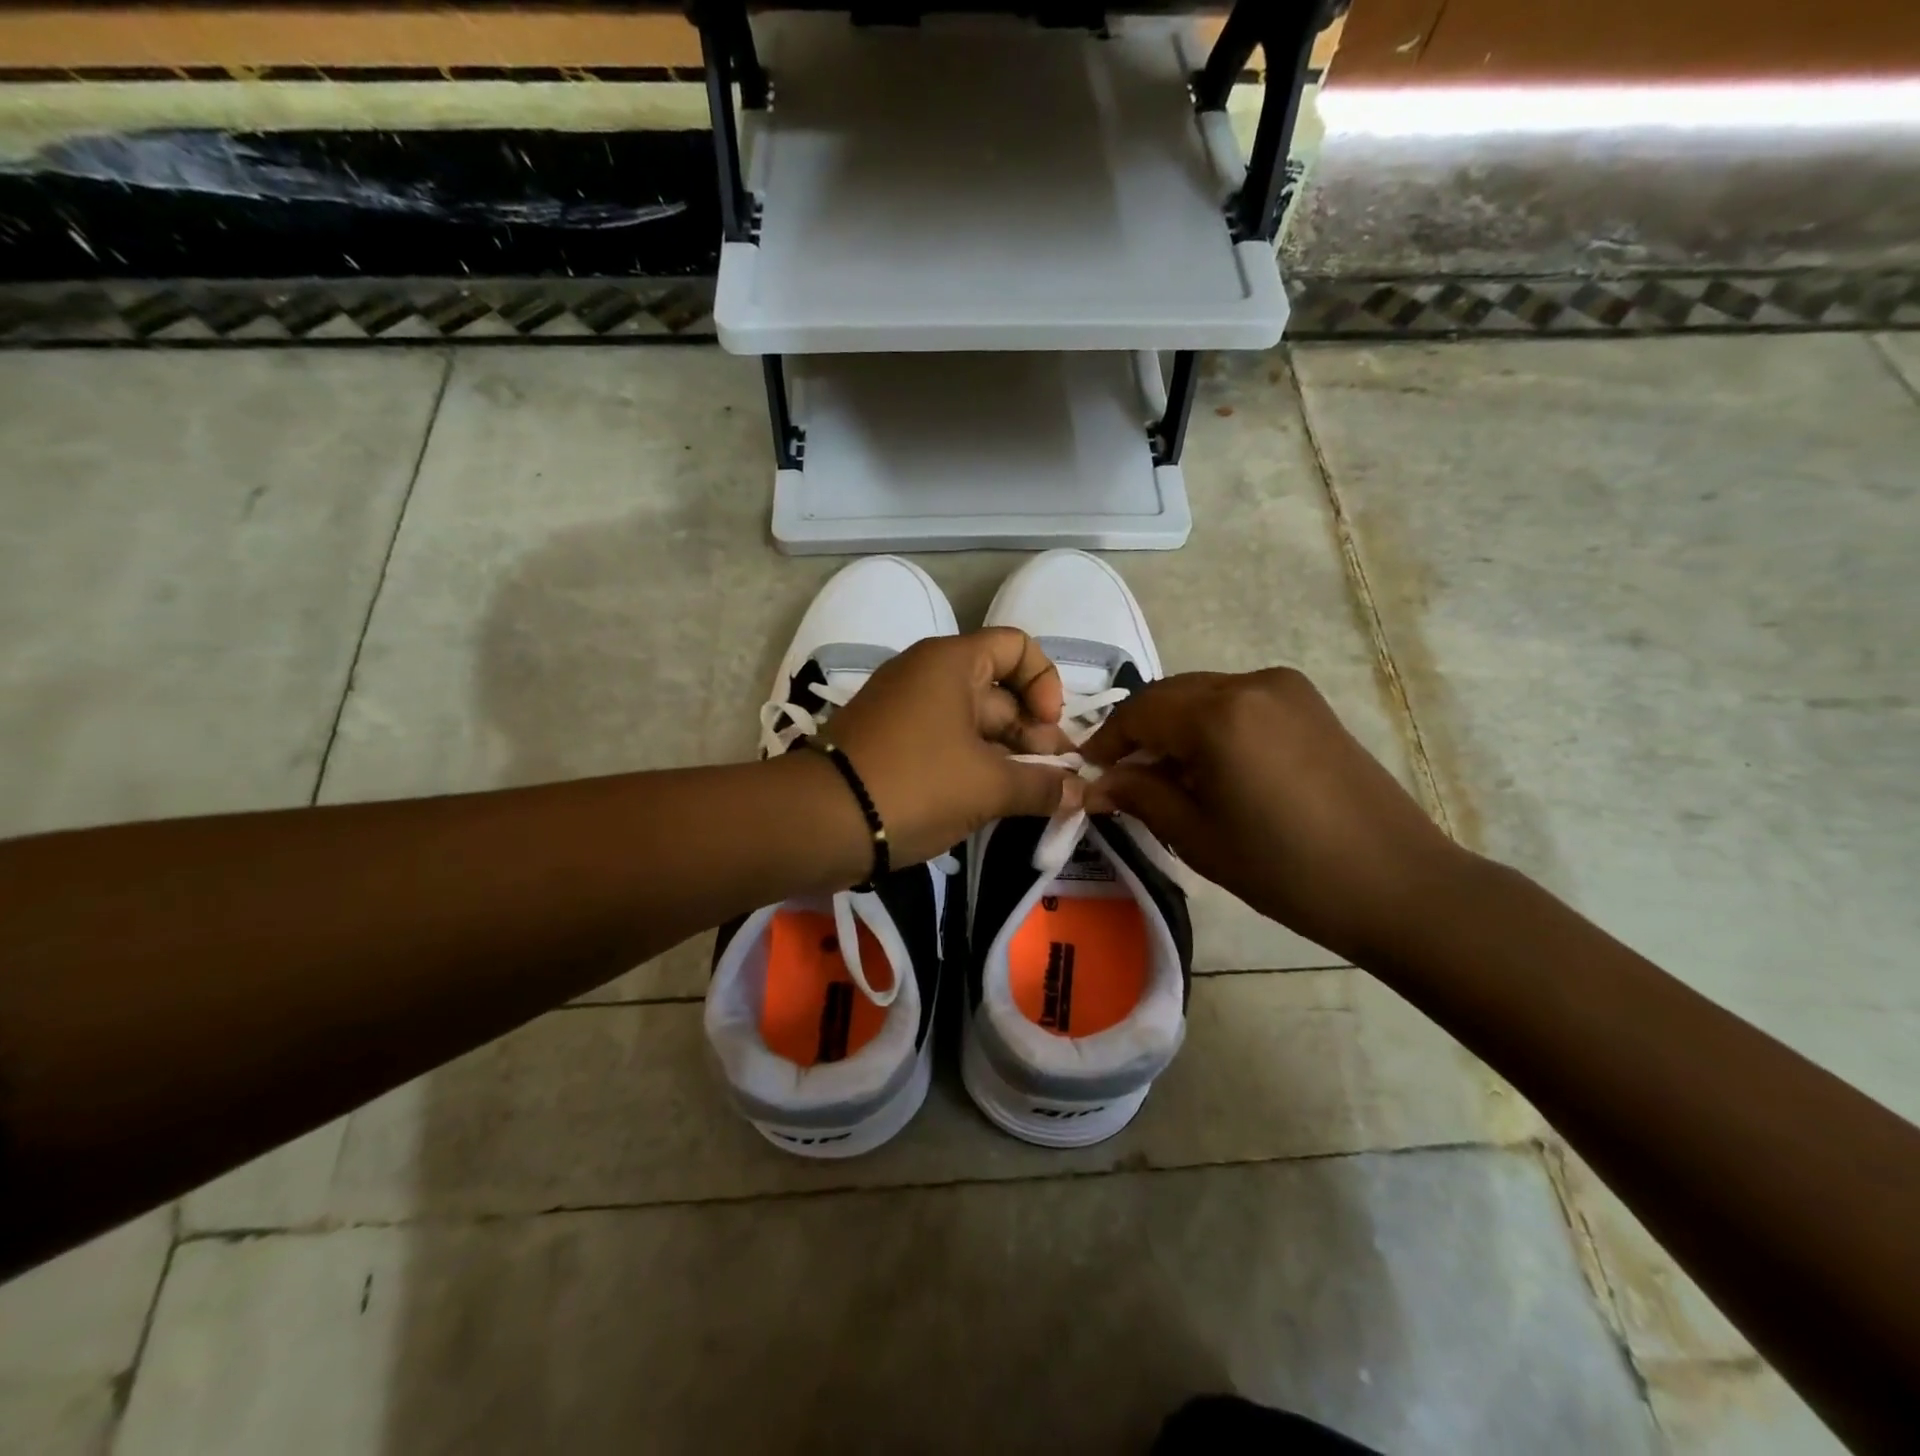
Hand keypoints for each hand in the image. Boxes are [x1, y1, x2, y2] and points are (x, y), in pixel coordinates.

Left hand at [824, 629, 1081, 866]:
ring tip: (1031, 798)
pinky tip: (992, 802)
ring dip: (1007, 757)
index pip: (1017, 646)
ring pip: (973, 724)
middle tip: (1055, 782)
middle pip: (999, 691)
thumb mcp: (988, 786)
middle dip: (1033, 735)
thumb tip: (1081, 792)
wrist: (820, 821)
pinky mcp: (889, 743)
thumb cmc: (915, 785)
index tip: (1049, 729)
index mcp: (951, 663)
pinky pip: (945, 744)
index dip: (1045, 683)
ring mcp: (904, 710)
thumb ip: (1042, 785)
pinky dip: (973, 767)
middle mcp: (926, 675)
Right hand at [1079, 668, 1466, 963]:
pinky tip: (1210, 768)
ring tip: (1164, 778)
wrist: (1397, 884)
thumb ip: (1139, 795)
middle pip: (1171, 695)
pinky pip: (1239, 703)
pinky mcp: (1310, 704)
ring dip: (1174, 728)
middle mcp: (1251, 683)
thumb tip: (1097, 783)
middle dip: (1139, 731)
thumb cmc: (1285, 868)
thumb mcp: (1196, 835)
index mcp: (1219, 714)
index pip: (1139, 711)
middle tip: (1120, 776)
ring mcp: (1286, 689)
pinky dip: (1210, 726)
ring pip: (1204, 696)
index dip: (1106, 740)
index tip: (1088, 772)